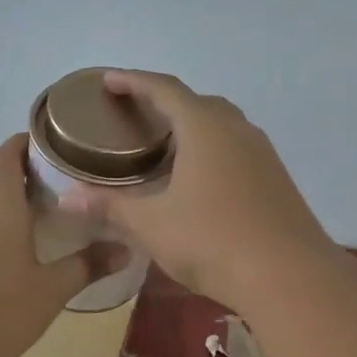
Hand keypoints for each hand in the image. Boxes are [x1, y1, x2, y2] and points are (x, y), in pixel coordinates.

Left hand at [0, 134, 125, 356]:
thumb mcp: (50, 291)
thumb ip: (87, 266)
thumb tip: (125, 249)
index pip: (6, 155)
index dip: (25, 142)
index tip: (52, 142)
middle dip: (17, 166)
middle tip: (53, 177)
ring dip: (2, 194)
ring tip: (37, 209)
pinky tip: (10, 247)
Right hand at [57, 70, 333, 306]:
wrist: (289, 276)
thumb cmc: (212, 241)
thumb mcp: (152, 225)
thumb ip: (110, 207)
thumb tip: (67, 198)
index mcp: (204, 128)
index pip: (164, 89)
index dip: (133, 81)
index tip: (108, 80)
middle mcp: (237, 130)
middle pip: (197, 103)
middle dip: (165, 103)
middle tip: (137, 117)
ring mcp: (263, 154)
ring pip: (222, 126)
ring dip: (193, 127)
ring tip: (165, 147)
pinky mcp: (276, 179)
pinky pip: (237, 149)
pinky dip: (212, 151)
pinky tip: (200, 180)